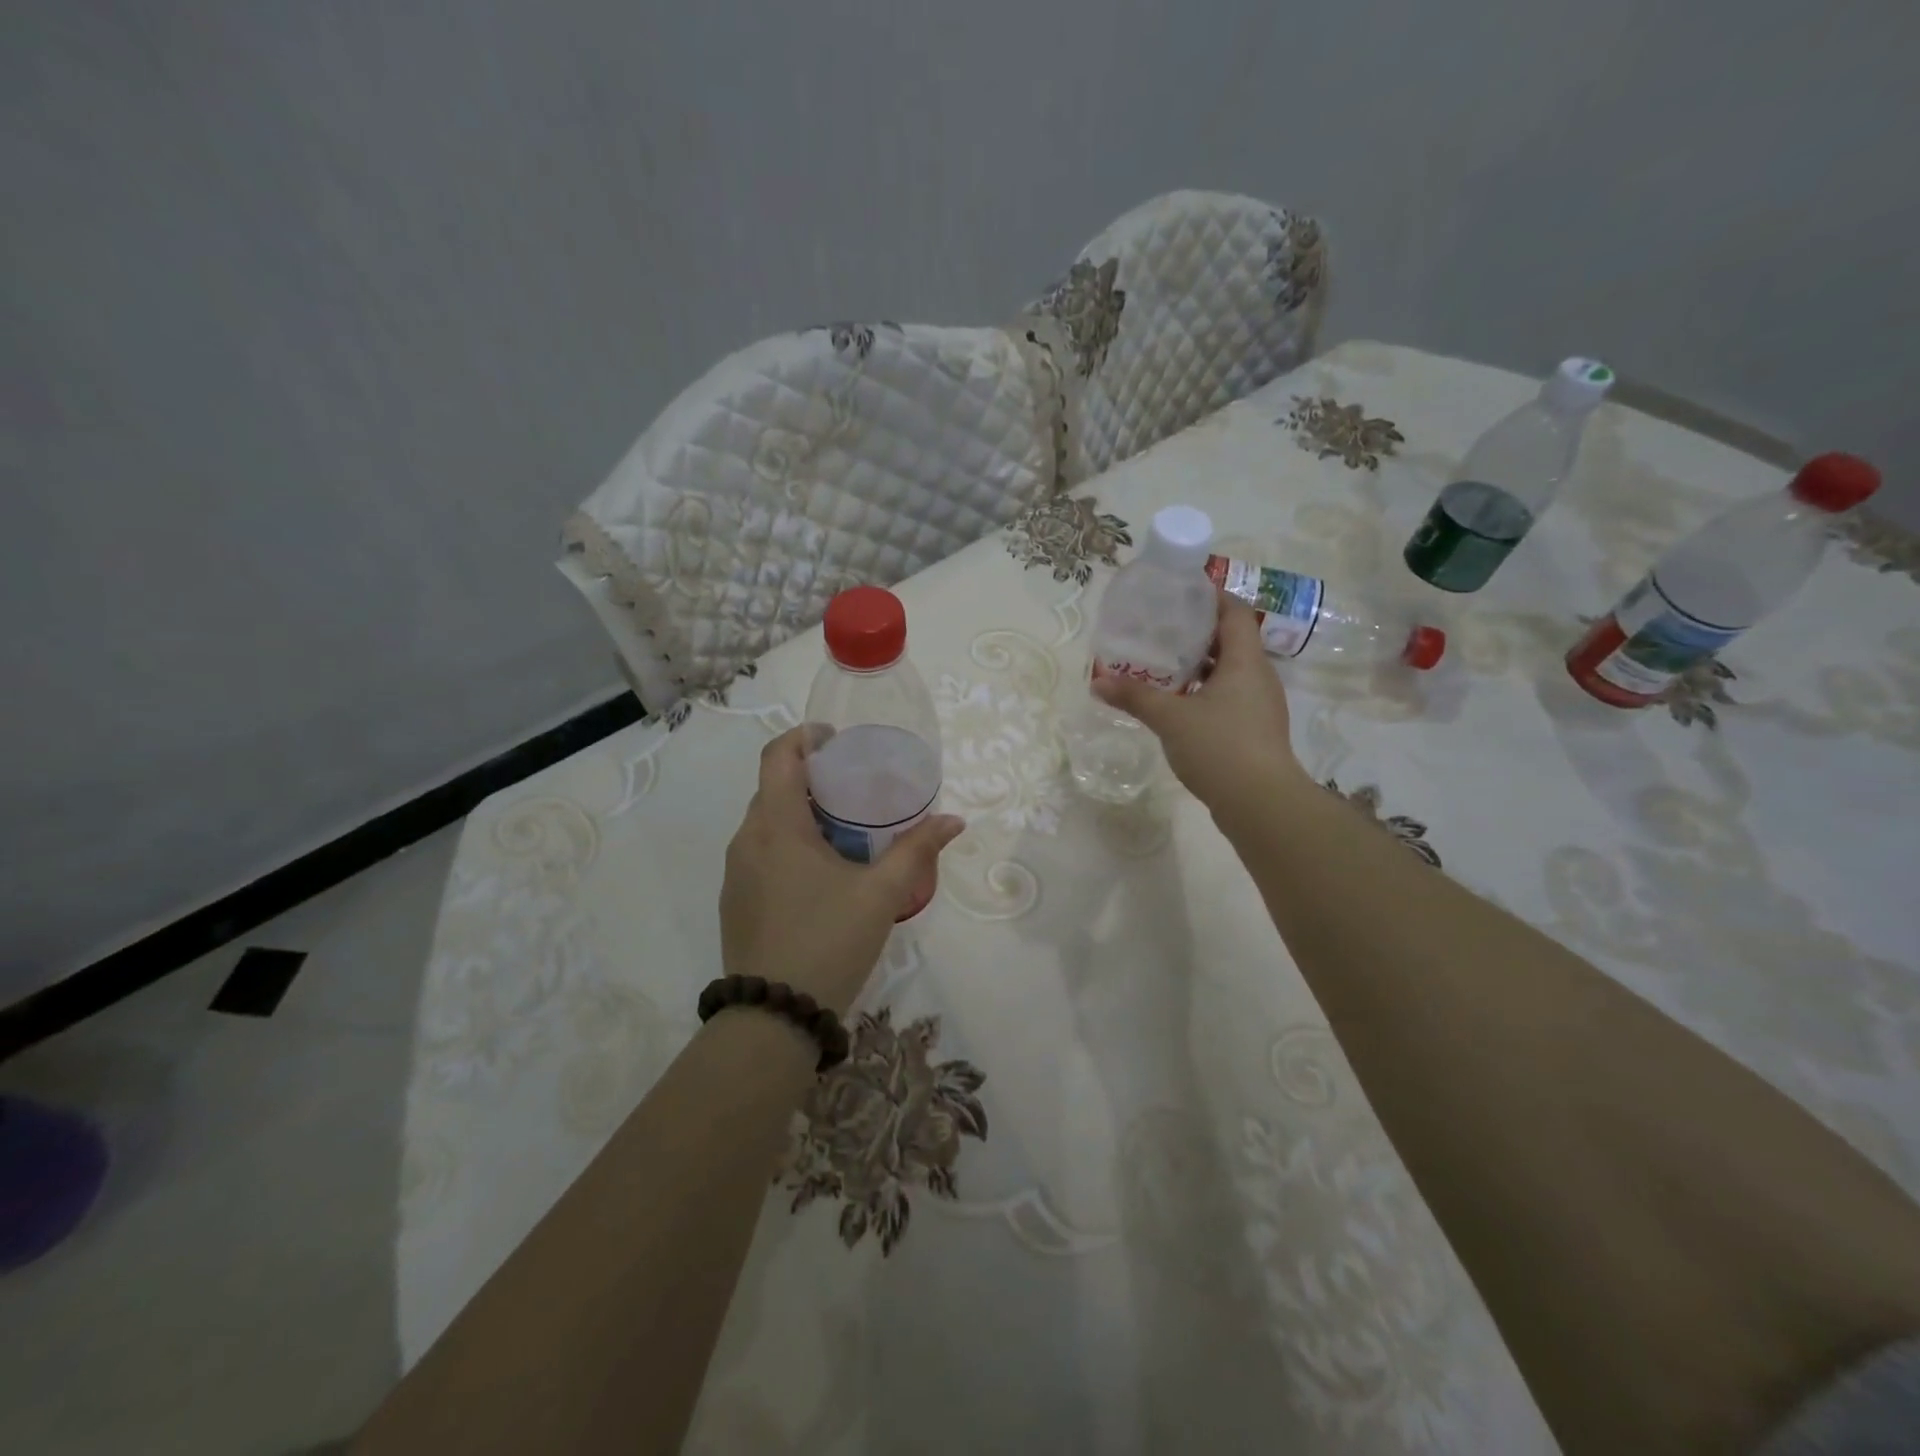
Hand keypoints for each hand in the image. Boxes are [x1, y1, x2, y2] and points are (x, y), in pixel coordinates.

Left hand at [720, 726, 964, 1015]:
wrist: (773, 1018)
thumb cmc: (828, 941)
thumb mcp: (881, 894)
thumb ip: (916, 851)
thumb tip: (953, 821)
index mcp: (777, 825)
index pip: (777, 755)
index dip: (805, 736)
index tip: (838, 740)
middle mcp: (747, 839)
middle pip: (775, 787)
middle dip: (813, 778)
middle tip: (857, 788)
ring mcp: (736, 872)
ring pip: (768, 823)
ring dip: (802, 814)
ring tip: (846, 830)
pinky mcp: (736, 900)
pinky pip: (761, 853)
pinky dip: (789, 844)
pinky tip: (822, 874)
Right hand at [1093, 589, 1308, 819]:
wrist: (1261, 803)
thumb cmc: (1219, 746)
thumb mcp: (1170, 718)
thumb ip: (1134, 696)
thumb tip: (1097, 682)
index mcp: (1245, 661)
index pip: (1234, 612)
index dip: (1211, 597)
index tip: (1180, 594)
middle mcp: (1259, 676)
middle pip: (1232, 640)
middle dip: (1198, 633)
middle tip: (1161, 630)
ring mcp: (1260, 705)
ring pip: (1230, 671)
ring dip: (1201, 665)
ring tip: (1165, 665)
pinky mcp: (1256, 730)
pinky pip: (1230, 697)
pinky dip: (1206, 692)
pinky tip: (1179, 704)